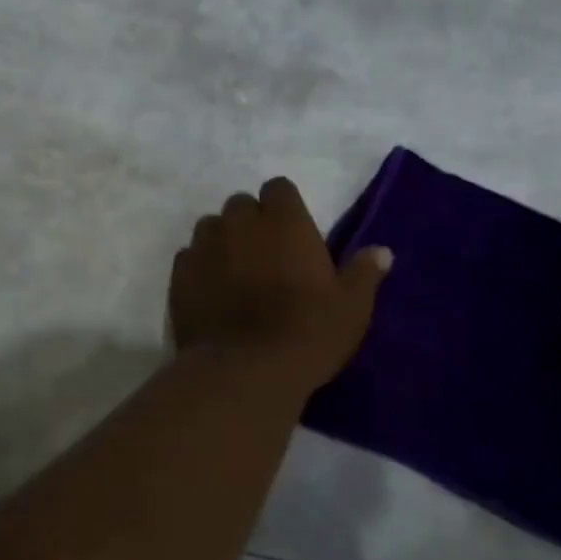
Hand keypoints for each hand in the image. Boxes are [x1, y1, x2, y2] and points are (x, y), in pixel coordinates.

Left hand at [170, 178, 392, 394]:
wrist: (245, 371)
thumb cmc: (308, 333)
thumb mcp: (351, 307)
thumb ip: (363, 273)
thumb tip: (382, 251)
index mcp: (284, 220)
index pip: (279, 189)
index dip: (284, 208)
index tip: (292, 235)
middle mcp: (239, 223)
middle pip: (240, 206)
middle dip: (250, 223)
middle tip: (264, 258)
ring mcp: (204, 248)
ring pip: (210, 228)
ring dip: (222, 242)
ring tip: (234, 275)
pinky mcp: (178, 277)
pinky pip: (188, 258)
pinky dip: (198, 268)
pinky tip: (210, 295)